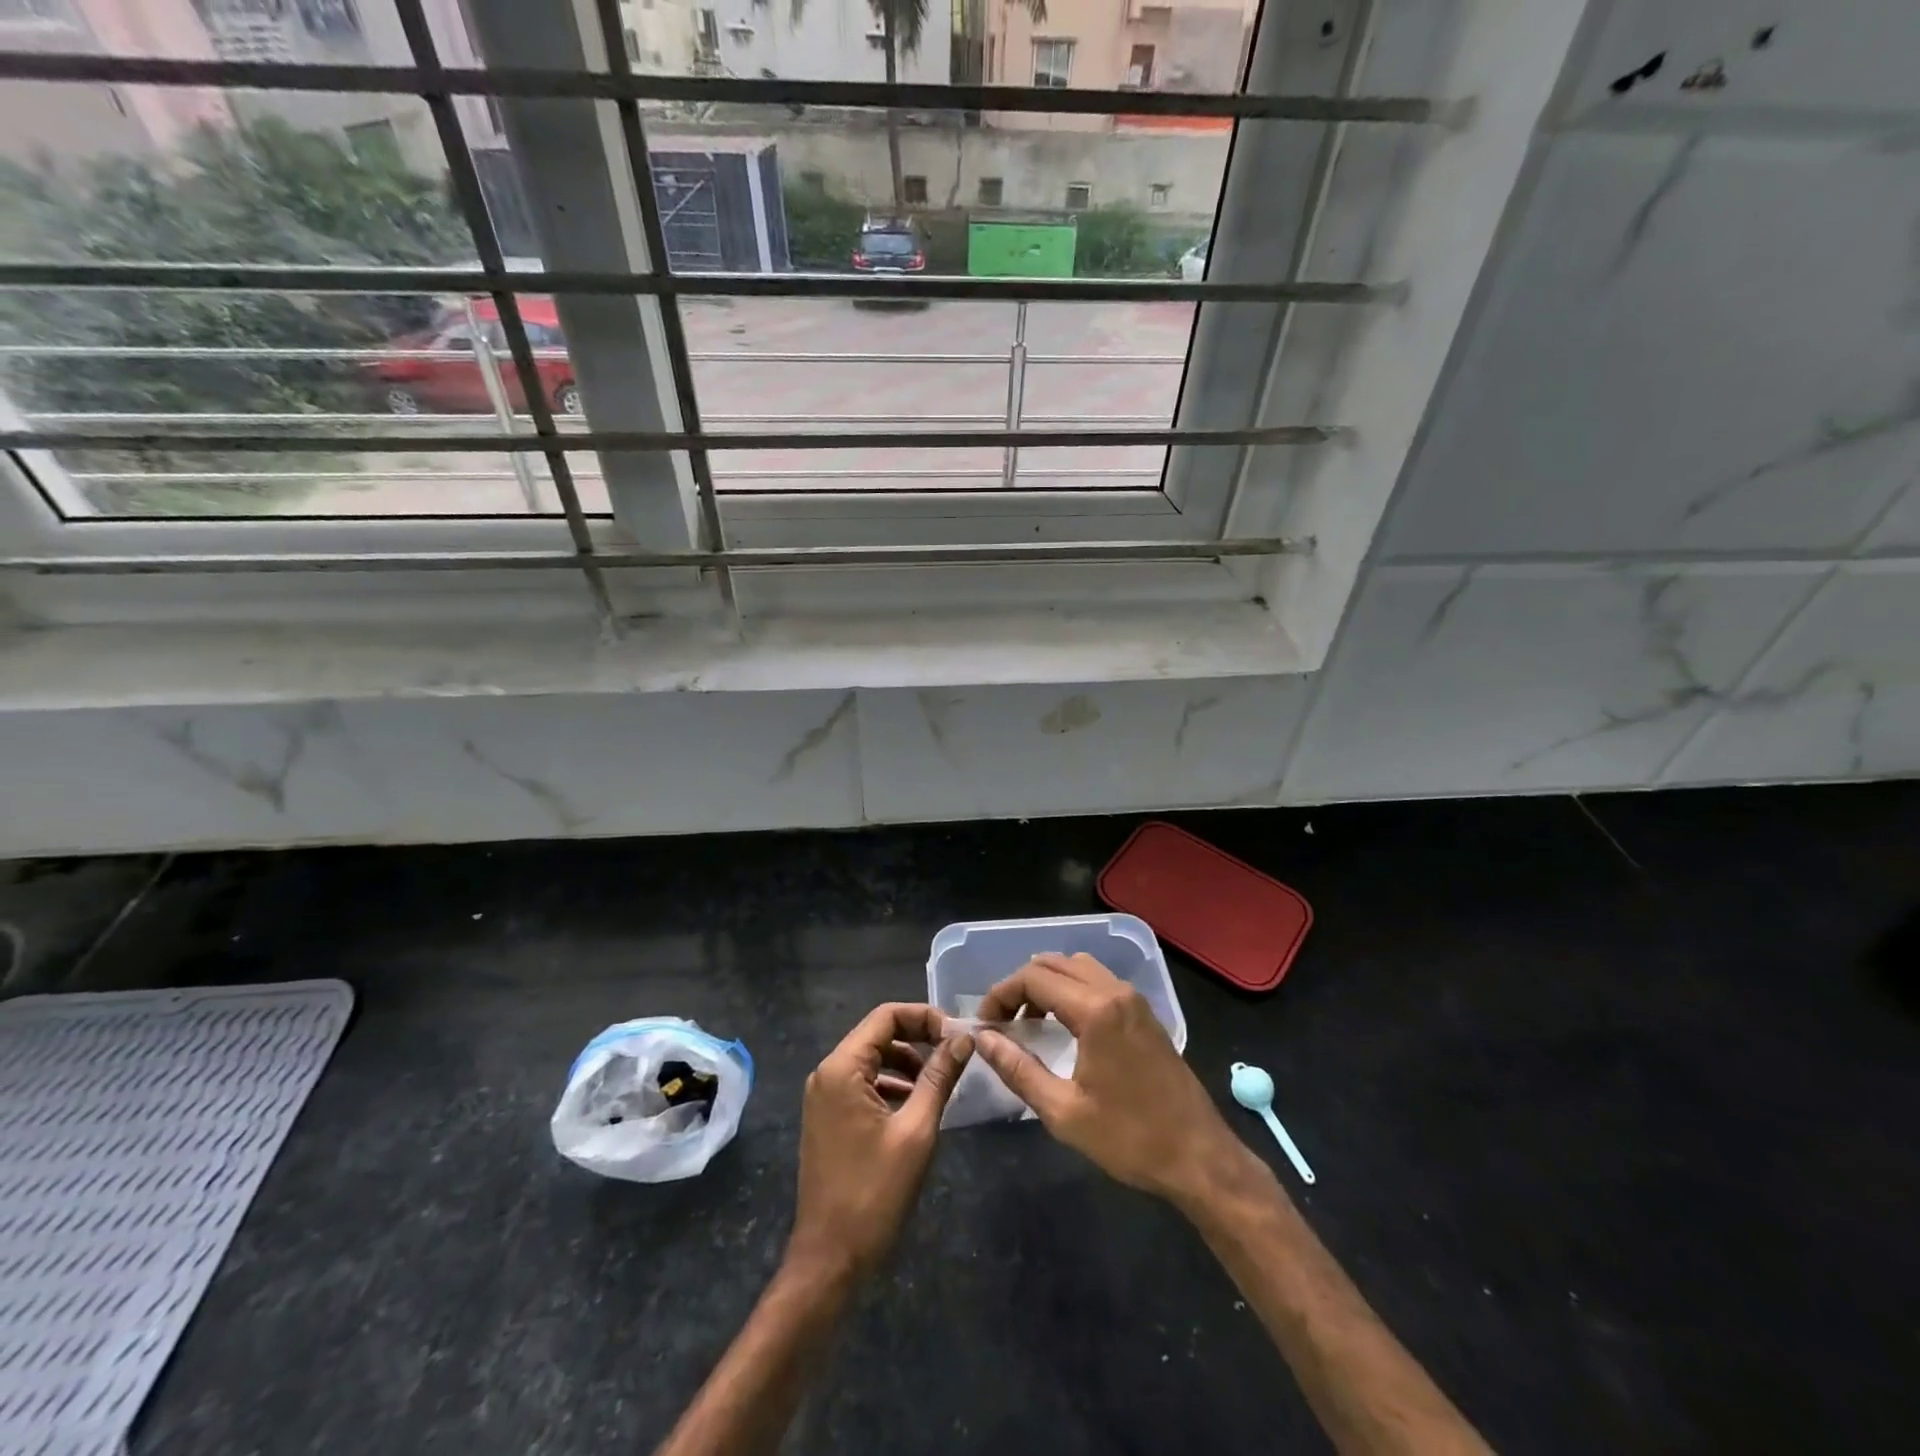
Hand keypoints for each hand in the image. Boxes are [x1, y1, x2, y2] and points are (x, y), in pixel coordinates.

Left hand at [788, 1003, 971, 1283]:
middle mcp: (827, 1073)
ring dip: (906, 1062)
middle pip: (877, 1034)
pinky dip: (891, 1084)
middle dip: (917, 1038)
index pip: (886, 1016)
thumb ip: (939, 1078)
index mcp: (842, 1068)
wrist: (830, 1259)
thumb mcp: (917, 1131)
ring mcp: (823, 1095)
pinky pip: (862, 1082)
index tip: (957, 1035)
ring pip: (871, 1058)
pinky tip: (915, 1105)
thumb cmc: (874, 1194)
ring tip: (940, 1081)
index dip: (924, 1017)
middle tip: (955, 1054)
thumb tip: (963, 1039)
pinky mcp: (827, 1117)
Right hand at [973, 953, 1249, 1206]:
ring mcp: (1134, 999)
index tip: (985, 1024)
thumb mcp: (1063, 1112)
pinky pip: (1099, 981)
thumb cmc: (1129, 1138)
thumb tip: (981, 1039)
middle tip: (1002, 1021)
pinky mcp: (1144, 1013)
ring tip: (1029, 1022)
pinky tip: (1063, 1027)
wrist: (1198, 1156)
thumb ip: (1018, 1069)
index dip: (1001, 994)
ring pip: (1078, 967)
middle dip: (1021, 986)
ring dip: (1048, 984)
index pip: (1033, 978)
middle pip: (1054, 964)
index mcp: (1096, 1010)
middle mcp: (1115, 991)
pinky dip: (1072, 990)